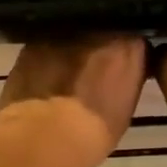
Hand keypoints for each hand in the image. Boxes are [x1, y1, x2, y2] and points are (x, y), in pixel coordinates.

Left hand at [0, 36, 147, 166]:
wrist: (46, 135)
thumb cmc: (94, 130)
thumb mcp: (125, 107)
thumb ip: (125, 79)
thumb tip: (117, 74)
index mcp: (127, 47)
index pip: (133, 41)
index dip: (124, 55)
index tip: (119, 69)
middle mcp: (97, 31)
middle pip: (101, 33)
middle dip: (98, 47)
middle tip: (91, 72)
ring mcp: (62, 34)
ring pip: (72, 37)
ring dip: (71, 50)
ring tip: (65, 75)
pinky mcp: (33, 42)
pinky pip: (45, 45)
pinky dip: (46, 57)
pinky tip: (42, 77)